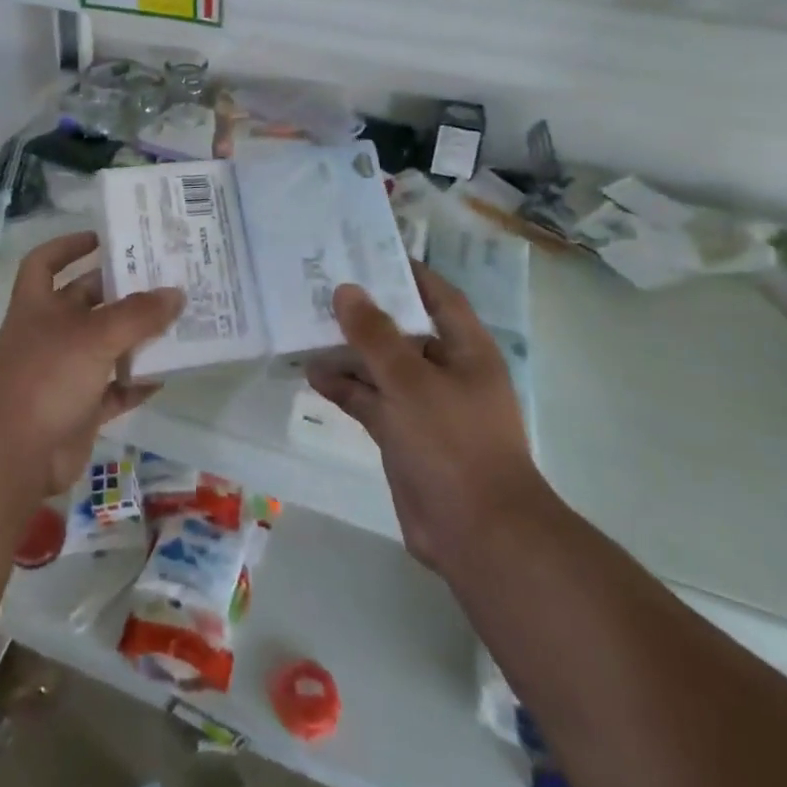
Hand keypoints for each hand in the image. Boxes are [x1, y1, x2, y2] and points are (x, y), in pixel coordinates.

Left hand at [0, 230, 182, 497]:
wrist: (12, 456)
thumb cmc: (46, 376)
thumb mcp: (95, 335)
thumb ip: (138, 315)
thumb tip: (176, 293)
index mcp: (39, 304)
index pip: (45, 262)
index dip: (68, 245)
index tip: (102, 239)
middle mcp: (50, 332)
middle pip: (86, 301)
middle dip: (120, 290)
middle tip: (164, 278)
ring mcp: (63, 372)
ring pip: (106, 345)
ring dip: (136, 336)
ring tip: (177, 321)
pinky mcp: (79, 408)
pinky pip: (114, 388)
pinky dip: (136, 382)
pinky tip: (166, 375)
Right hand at [307, 263, 546, 572]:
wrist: (478, 535)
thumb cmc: (453, 443)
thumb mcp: (410, 380)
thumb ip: (375, 334)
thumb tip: (346, 290)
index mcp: (466, 350)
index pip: (437, 295)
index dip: (407, 272)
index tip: (367, 251)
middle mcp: (446, 372)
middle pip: (403, 330)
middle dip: (366, 312)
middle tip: (322, 287)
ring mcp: (424, 406)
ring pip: (382, 367)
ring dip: (349, 352)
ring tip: (307, 329)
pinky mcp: (404, 437)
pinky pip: (371, 401)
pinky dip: (346, 388)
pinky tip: (314, 375)